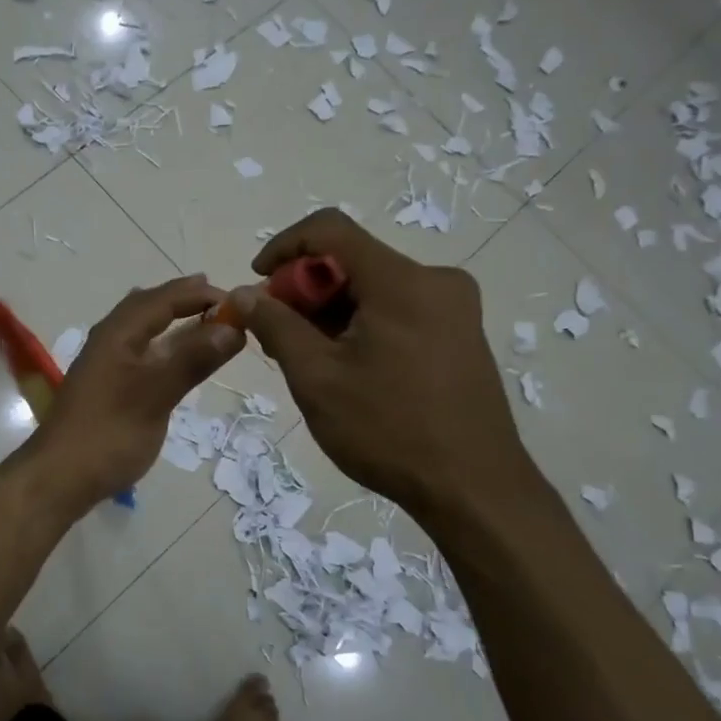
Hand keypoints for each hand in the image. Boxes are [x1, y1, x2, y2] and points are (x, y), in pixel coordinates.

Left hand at [24, 275, 244, 515]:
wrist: (60, 477)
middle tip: (218, 298)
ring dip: (171, 319)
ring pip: (141, 328)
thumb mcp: (156, 395)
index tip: (238, 300)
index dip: (199, 295)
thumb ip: (193, 360)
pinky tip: (170, 355)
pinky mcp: (106, 385)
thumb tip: (233, 328)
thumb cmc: (109, 434)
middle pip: (148, 306)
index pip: (162, 299)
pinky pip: (139, 349)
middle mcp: (109, 340)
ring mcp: (105, 363)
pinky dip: (162, 343)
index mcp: (117, 334)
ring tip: (200, 317)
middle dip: (182, 299)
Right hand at [227, 209, 533, 517]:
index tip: (257, 283)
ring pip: (373, 288)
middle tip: (276, 335)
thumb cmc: (388, 430)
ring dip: (331, 311)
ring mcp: (454, 308)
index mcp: (402, 281)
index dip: (283, 246)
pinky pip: (397, 310)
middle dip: (305, 290)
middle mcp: (435, 280)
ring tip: (307, 359)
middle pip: (352, 261)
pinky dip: (360, 324)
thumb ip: (276, 326)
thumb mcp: (316, 378)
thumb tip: (245, 294)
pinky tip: (345, 366)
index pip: (330, 229)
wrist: (474, 490)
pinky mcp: (460, 334)